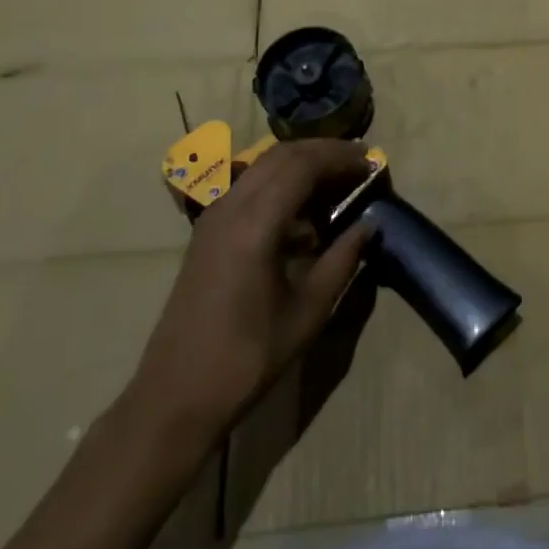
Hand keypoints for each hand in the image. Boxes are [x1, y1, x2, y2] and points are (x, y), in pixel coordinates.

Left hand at [125, 139, 374, 435]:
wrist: (175, 397)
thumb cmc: (247, 358)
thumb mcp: (308, 312)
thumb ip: (342, 260)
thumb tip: (370, 223)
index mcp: (256, 223)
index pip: (303, 164)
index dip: (341, 157)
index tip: (372, 163)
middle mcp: (231, 206)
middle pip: (283, 154)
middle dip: (324, 151)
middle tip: (360, 162)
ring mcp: (214, 215)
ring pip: (263, 165)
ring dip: (302, 162)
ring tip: (337, 180)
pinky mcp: (207, 230)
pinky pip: (249, 185)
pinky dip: (281, 182)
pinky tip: (302, 212)